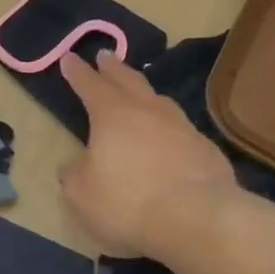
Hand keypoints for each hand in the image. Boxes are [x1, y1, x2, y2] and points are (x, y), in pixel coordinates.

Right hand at [58, 49, 234, 256]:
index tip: (69, 58)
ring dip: (143, 91)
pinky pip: (179, 126)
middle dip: (113, 68)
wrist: (197, 217)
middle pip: (128, 81)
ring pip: (158, 99)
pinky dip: (166, 123)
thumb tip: (74, 165)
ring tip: (137, 89)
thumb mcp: (82, 194)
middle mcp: (148, 111)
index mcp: (112, 116)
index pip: (90, 86)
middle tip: (105, 55)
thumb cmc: (128, 202)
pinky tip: (167, 133)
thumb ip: (74, 175)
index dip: (78, 73)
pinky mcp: (205, 148)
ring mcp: (181, 127)